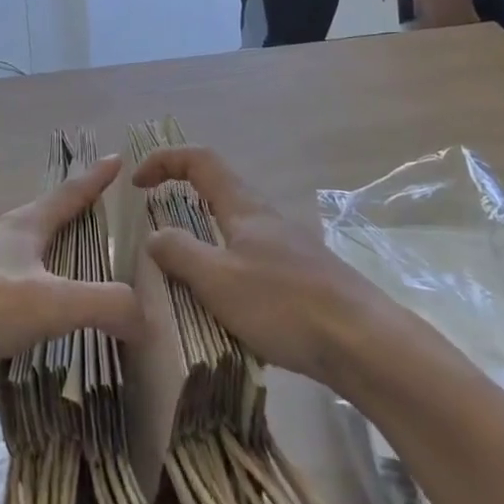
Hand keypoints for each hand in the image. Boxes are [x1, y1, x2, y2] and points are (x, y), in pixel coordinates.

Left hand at [0, 155, 143, 388]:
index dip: (93, 179)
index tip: (115, 157)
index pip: (67, 194)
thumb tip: (148, 317)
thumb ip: (103, 306)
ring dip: (34, 253)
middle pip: (36, 217)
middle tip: (87, 216)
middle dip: (63, 214)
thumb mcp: (49, 305)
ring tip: (51, 268)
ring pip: (9, 249)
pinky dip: (10, 289)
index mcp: (21, 227)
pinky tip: (9, 314)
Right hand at [134, 146, 382, 383]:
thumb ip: (180, 253)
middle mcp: (266, 216)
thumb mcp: (218, 280)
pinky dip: (228, 265)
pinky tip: (229, 304)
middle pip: (219, 188)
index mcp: (243, 206)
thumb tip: (154, 235)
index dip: (164, 160)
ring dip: (206, 235)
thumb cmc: (284, 304)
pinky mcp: (305, 277)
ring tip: (186, 271)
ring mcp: (289, 246)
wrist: (366, 343)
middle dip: (184, 195)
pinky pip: (253, 257)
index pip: (199, 160)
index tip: (137, 183)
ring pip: (237, 226)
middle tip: (157, 223)